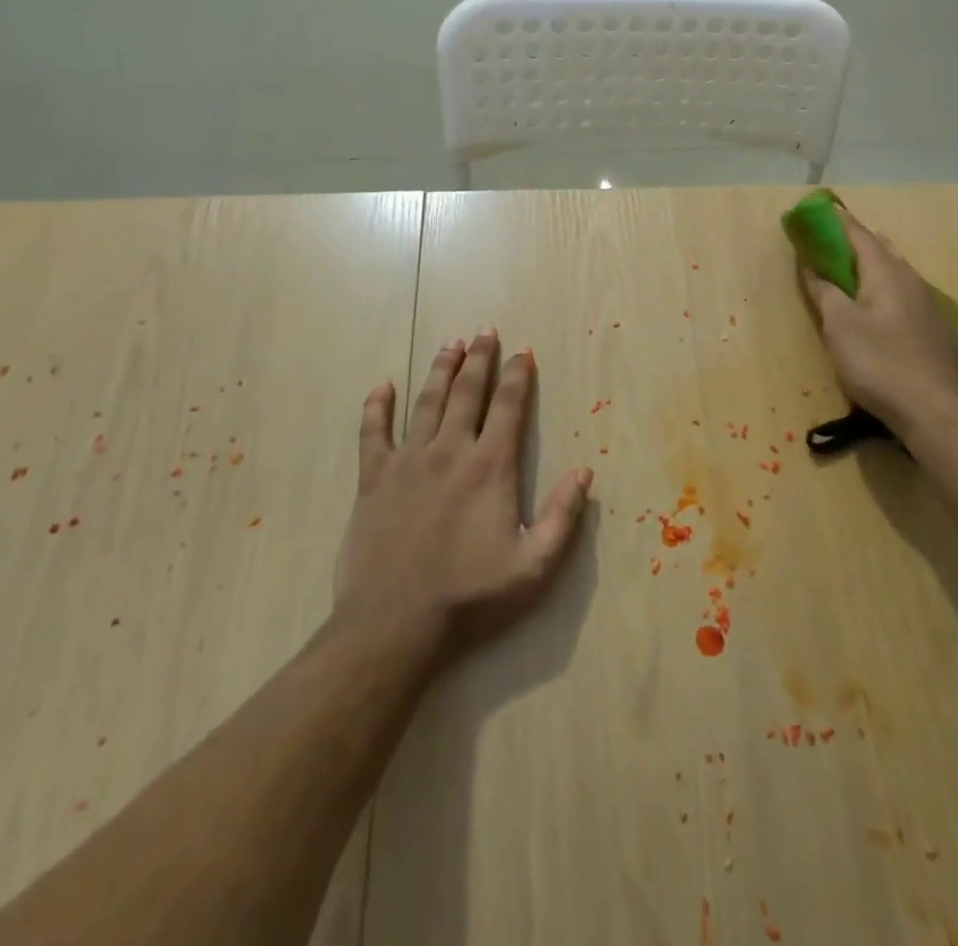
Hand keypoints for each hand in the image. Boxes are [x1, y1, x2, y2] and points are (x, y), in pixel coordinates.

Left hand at [333, 330, 592, 665]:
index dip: (518, 376)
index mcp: (490, 467)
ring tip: (450, 344)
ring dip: (441, 370)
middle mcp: (450, 451)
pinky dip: (377, 406)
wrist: (394, 625)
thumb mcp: (534, 567)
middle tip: (485, 331)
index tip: (523, 351)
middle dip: (480, 359)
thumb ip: (563, 517)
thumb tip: (584, 472)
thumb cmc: (470, 597)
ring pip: (426, 402)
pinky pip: (373, 432)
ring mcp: (408, 462)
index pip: (509, 407)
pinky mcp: (373, 479)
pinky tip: (382, 386)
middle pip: (468, 392)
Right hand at [798, 209, 957, 436]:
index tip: (816, 212)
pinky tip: (874, 311)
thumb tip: (812, 265)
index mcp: (886, 272)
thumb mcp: (839, 326)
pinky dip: (882, 291)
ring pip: (894, 273)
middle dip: (853, 243)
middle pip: (880, 250)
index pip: (858, 233)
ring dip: (869, 267)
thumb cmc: (880, 362)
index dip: (835, 221)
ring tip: (846, 274)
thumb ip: (824, 291)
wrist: (936, 411)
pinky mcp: (933, 330)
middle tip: (828, 244)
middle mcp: (911, 280)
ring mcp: (927, 305)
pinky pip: (902, 296)